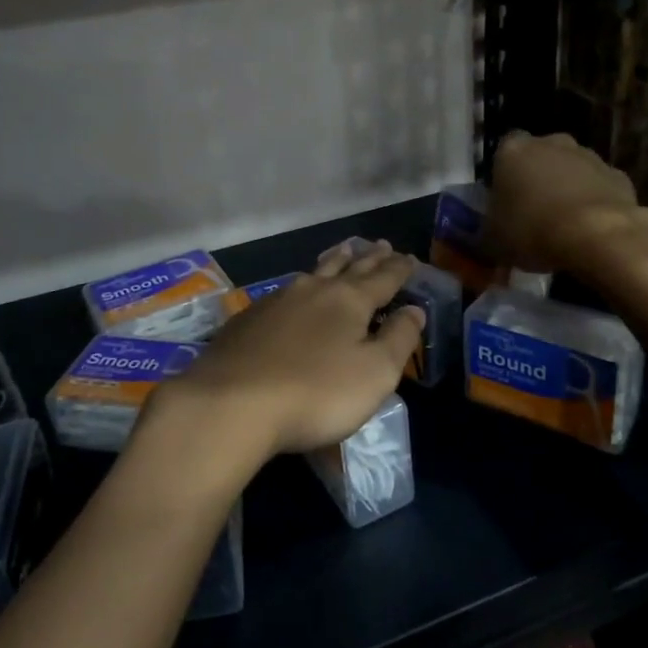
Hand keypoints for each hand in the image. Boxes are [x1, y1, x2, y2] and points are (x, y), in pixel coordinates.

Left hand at [144, 240, 424, 468]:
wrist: (232, 403)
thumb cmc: (316, 392)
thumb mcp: (375, 373)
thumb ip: (399, 339)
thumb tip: (415, 310)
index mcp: (349, 301)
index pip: (383, 279)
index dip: (399, 269)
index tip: (409, 257)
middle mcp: (314, 290)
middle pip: (348, 268)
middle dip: (368, 258)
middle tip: (381, 244)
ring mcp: (277, 301)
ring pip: (313, 273)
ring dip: (334, 260)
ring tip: (343, 250)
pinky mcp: (248, 319)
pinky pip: (285, 291)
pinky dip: (301, 284)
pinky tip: (295, 290)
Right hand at [485, 131, 647, 275]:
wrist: (597, 236)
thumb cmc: (533, 230)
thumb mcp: (493, 242)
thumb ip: (487, 235)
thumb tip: (485, 242)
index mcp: (514, 150)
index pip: (503, 152)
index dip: (503, 176)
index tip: (505, 201)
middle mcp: (551, 143)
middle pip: (540, 157)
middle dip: (538, 179)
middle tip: (533, 212)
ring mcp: (589, 157)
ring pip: (572, 170)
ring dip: (568, 189)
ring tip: (563, 226)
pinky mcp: (619, 176)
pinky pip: (599, 188)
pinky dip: (594, 203)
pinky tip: (590, 230)